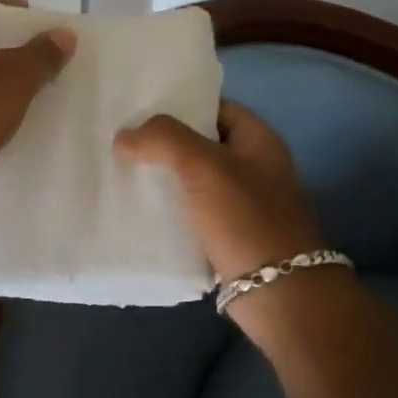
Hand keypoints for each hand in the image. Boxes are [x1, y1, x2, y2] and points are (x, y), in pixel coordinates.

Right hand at [113, 101, 325, 282]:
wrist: (279, 295)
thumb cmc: (248, 220)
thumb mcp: (206, 166)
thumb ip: (164, 140)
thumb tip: (124, 136)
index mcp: (258, 140)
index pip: (215, 107)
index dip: (180, 103)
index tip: (138, 107)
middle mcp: (251, 167)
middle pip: (200, 143)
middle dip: (162, 142)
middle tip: (119, 138)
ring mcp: (239, 204)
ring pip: (192, 180)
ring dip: (160, 177)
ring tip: (118, 169)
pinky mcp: (225, 236)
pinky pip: (190, 213)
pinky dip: (166, 210)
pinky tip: (135, 208)